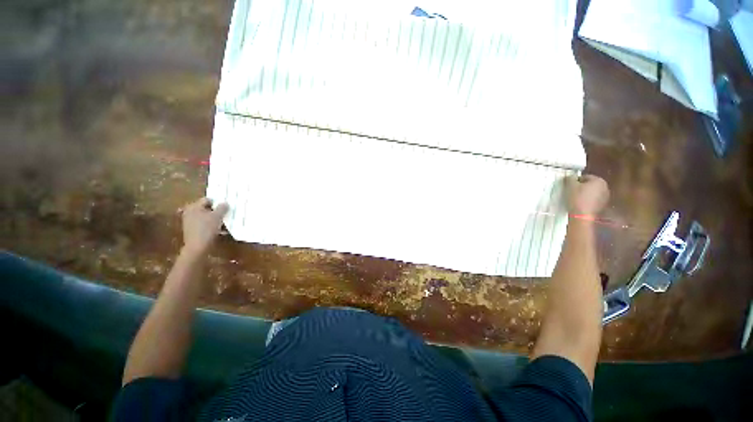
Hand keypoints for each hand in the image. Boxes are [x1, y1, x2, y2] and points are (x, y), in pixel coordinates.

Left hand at [181, 198, 227, 253]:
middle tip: (226, 214)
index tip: (226, 207)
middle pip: (206, 208)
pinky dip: (211, 225)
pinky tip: (219, 229)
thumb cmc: (207, 229)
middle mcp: (189, 212)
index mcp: (193, 206)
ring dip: (215, 218)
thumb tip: (225, 203)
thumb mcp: (218, 216)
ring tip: (224, 222)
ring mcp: (190, 221)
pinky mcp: (192, 230)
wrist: (197, 247)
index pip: (207, 199)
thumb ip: (222, 208)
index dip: (218, 202)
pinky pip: (204, 224)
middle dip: (216, 211)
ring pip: (206, 216)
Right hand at [565, 175, 608, 215]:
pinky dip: (588, 200)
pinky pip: (594, 199)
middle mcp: (605, 187)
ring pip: (592, 192)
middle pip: (590, 184)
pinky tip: (580, 204)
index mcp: (599, 180)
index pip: (585, 177)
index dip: (576, 181)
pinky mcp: (602, 205)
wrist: (582, 215)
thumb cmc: (577, 198)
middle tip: (572, 191)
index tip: (569, 186)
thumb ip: (570, 178)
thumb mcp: (570, 186)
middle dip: (582, 187)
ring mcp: (605, 197)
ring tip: (576, 198)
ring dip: (585, 193)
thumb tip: (570, 176)